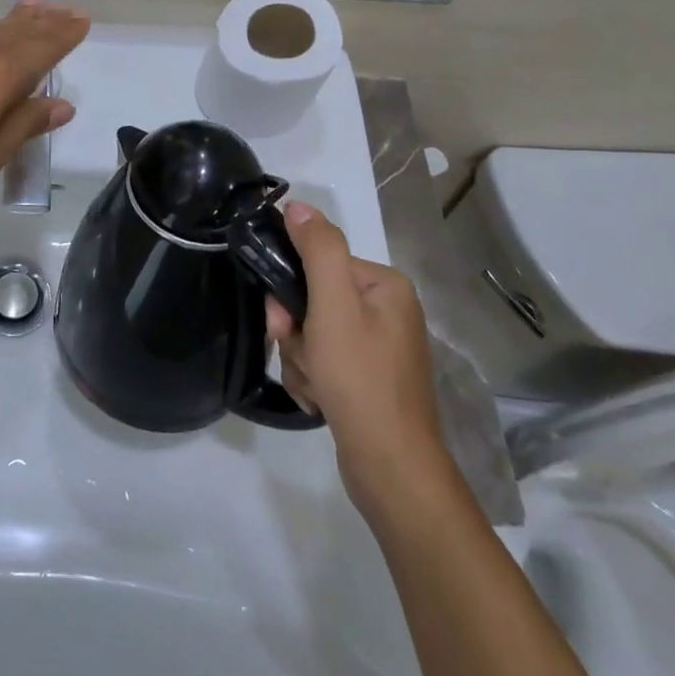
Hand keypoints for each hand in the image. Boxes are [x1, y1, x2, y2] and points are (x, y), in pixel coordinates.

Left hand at [0, 0, 88, 220]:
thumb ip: (24, 125)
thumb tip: (62, 104)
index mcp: (0, 77)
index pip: (44, 50)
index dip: (66, 36)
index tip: (83, 22)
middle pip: (20, 31)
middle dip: (47, 22)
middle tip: (68, 10)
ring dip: (15, 14)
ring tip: (36, 3)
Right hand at [265, 203, 449, 519]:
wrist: (391, 470)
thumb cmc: (361, 379)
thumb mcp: (334, 306)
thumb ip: (318, 249)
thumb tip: (298, 205)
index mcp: (385, 285)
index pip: (320, 264)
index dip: (293, 291)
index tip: (284, 321)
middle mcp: (387, 310)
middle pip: (314, 299)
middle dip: (297, 330)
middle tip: (302, 356)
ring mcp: (379, 347)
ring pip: (312, 332)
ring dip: (301, 357)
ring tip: (315, 386)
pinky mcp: (368, 379)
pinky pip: (324, 360)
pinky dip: (313, 377)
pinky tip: (320, 400)